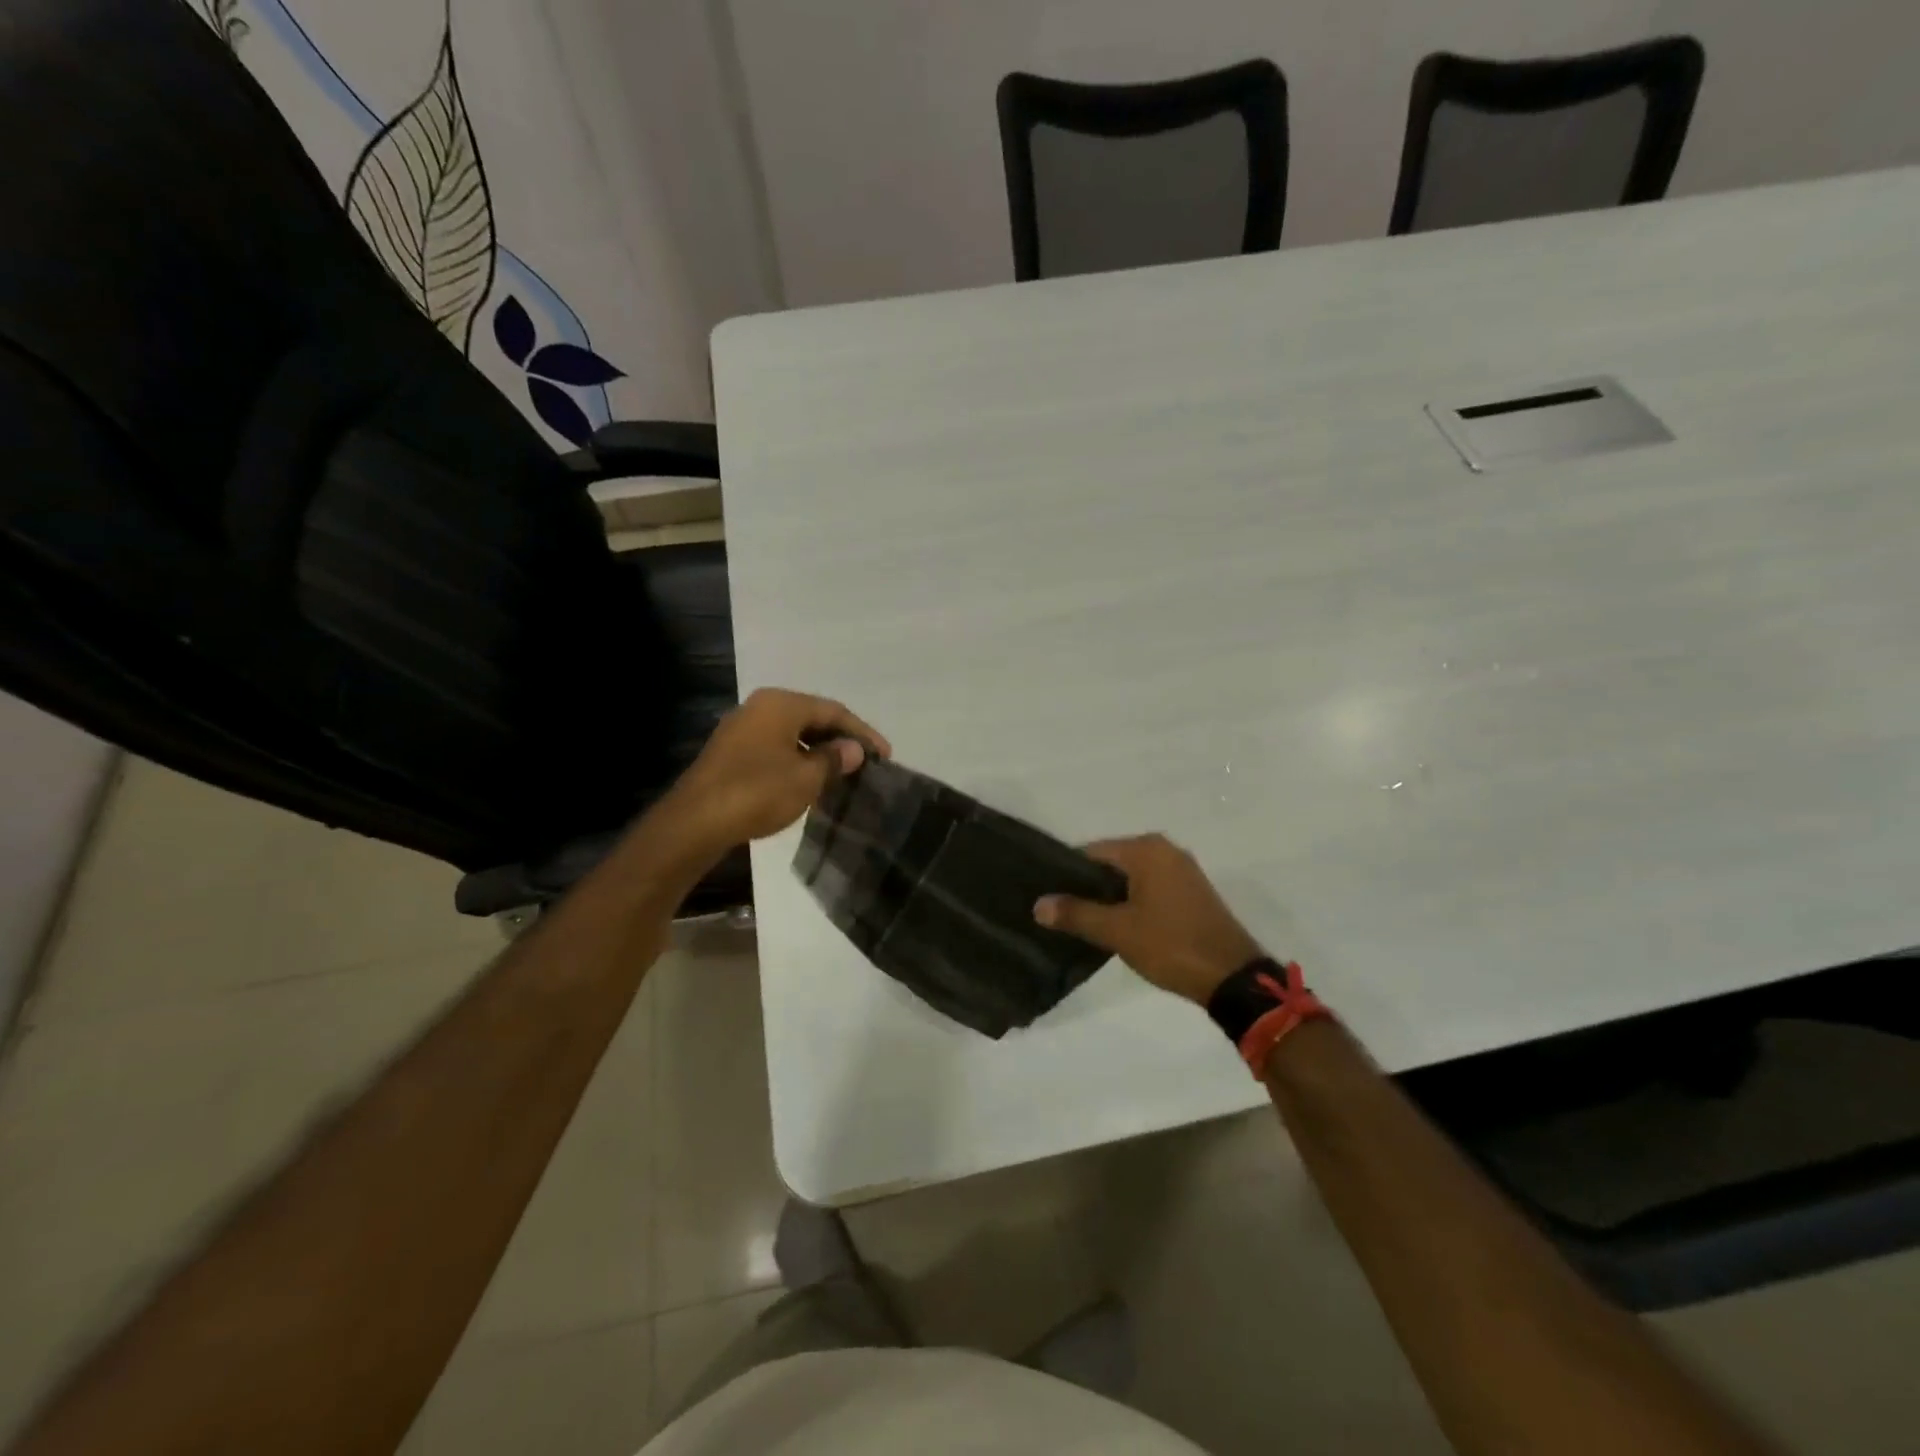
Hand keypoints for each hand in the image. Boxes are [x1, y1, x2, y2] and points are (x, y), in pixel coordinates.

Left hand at [666, 688, 890, 849]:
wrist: (695, 822)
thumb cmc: (757, 792)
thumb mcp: (806, 778)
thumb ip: (834, 759)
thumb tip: (853, 750)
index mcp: (781, 704)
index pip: (834, 711)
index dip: (863, 733)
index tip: (885, 756)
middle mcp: (761, 708)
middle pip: (813, 719)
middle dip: (842, 741)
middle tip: (867, 764)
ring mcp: (743, 729)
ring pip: (794, 735)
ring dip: (820, 753)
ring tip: (844, 775)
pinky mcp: (732, 753)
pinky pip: (776, 748)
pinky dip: (799, 761)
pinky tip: (811, 783)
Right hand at [1034, 835, 1262, 1004]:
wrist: (1233, 977)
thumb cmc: (1171, 945)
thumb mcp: (1117, 931)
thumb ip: (1076, 913)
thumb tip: (1038, 904)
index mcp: (1146, 849)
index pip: (1091, 852)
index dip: (1066, 874)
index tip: (1047, 896)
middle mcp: (1165, 850)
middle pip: (1111, 862)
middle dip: (1087, 886)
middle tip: (1060, 912)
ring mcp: (1182, 870)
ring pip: (1130, 877)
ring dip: (1109, 896)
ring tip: (1083, 921)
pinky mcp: (1192, 892)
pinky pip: (1149, 887)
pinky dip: (1131, 901)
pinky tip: (1117, 924)